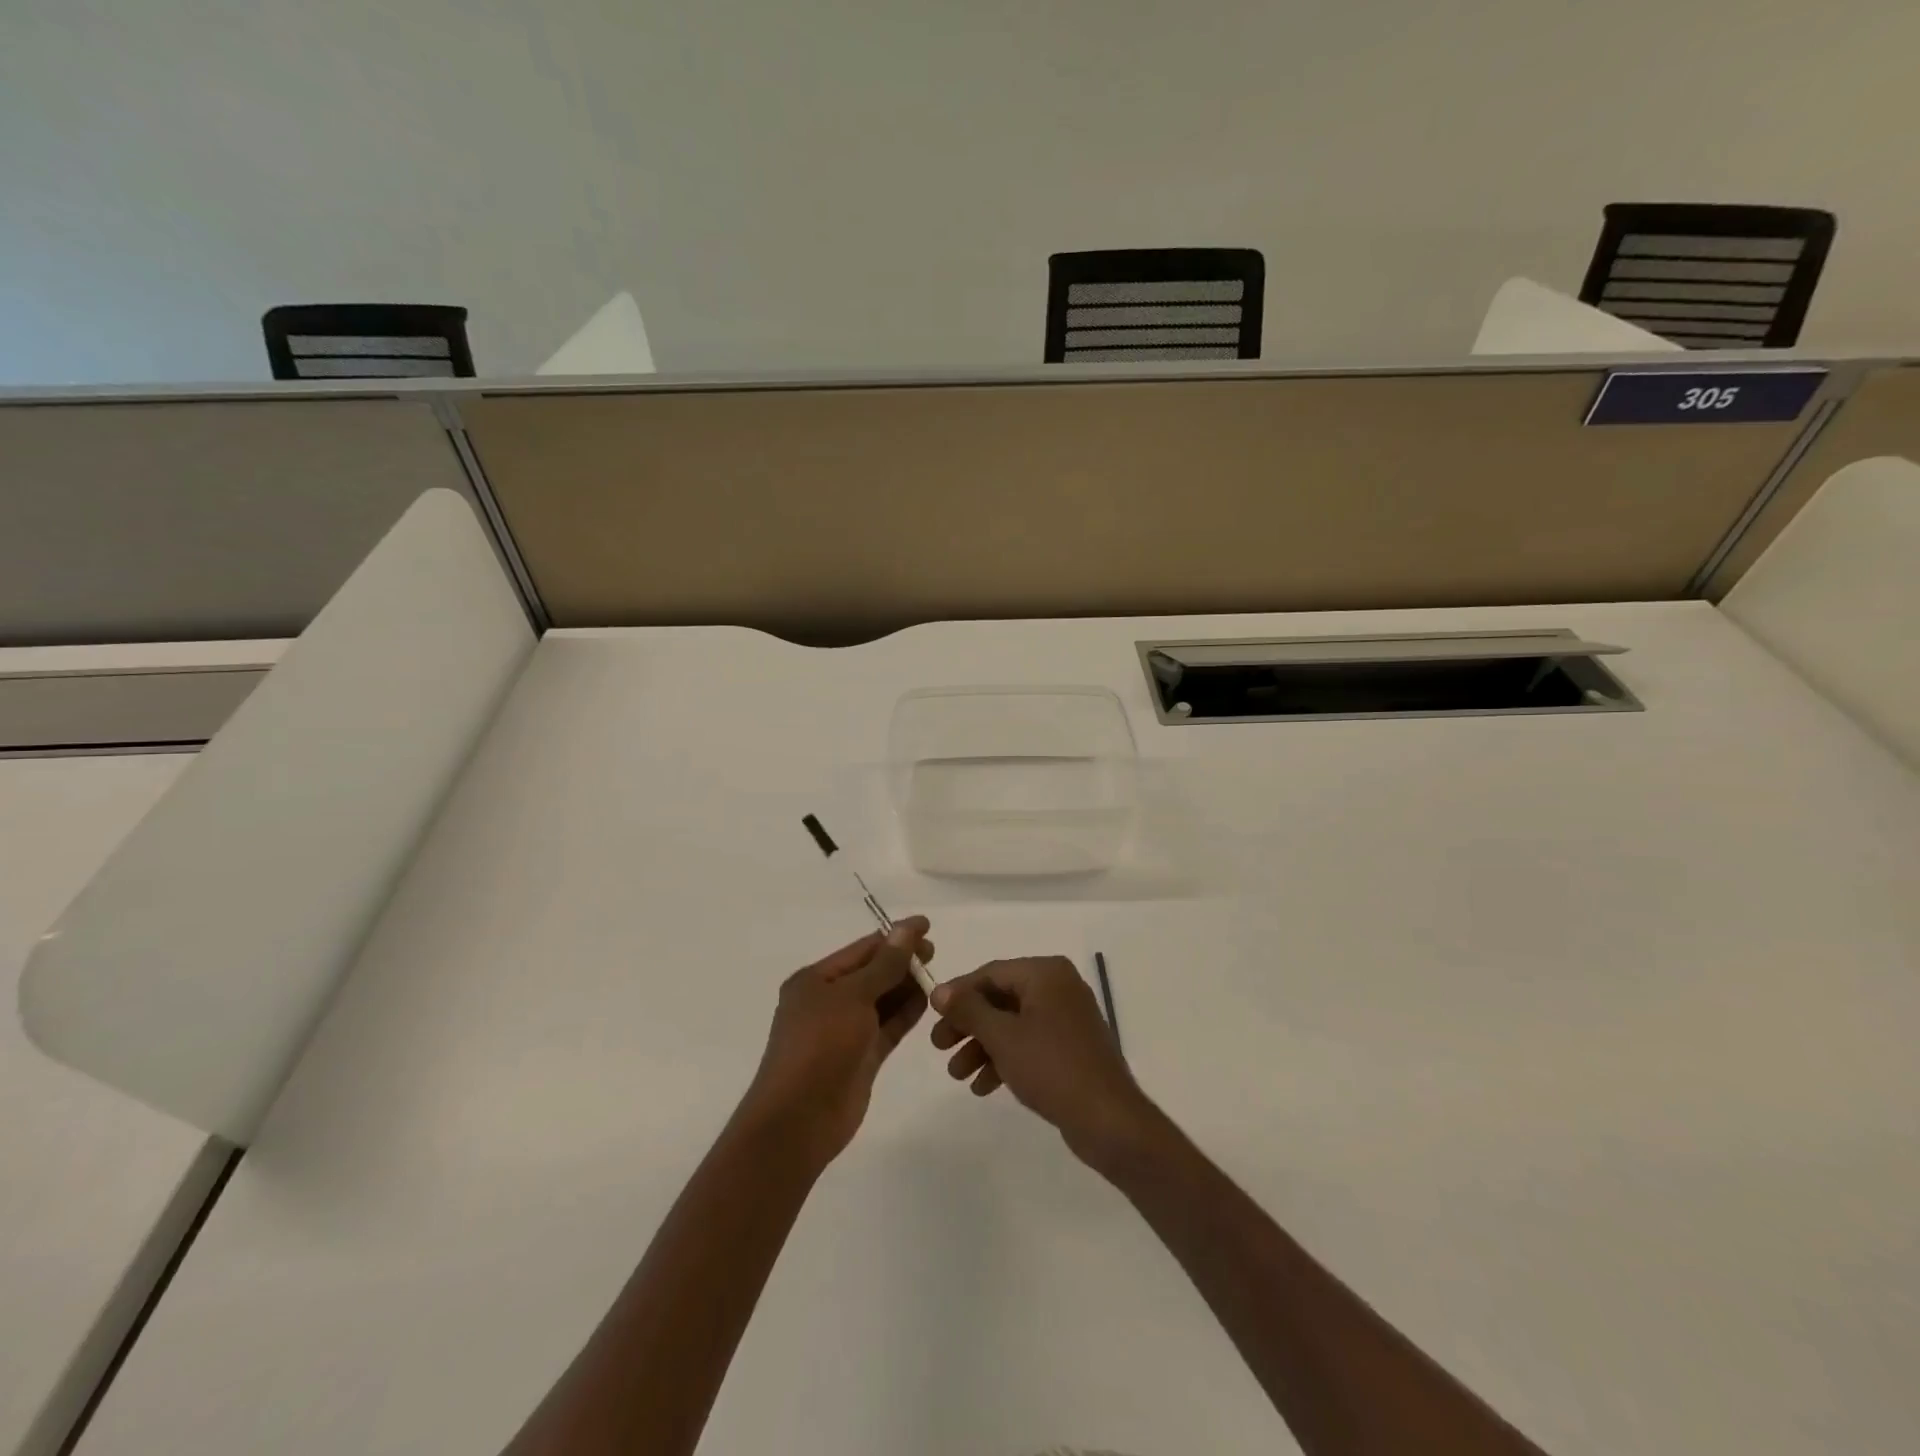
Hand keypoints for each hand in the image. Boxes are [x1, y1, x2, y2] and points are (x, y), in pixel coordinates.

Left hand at [738, 919, 932, 1166]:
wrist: (799, 1120)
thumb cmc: (820, 1045)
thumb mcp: (853, 996)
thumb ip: (885, 964)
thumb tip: (908, 928)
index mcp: (815, 980)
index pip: (861, 950)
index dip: (894, 937)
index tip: (927, 926)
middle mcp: (828, 1001)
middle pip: (872, 973)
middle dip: (902, 961)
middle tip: (936, 952)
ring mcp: (845, 1031)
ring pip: (881, 1001)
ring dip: (906, 987)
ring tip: (938, 974)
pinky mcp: (861, 1057)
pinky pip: (887, 1027)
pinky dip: (905, 1013)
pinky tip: (929, 1001)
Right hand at [929, 957, 1157, 1166]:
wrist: (1109, 1120)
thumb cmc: (1052, 1067)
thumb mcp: (1003, 1036)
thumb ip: (969, 1009)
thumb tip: (939, 990)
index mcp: (1046, 973)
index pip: (991, 973)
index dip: (958, 993)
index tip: (931, 1014)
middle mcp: (1059, 987)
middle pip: (1001, 998)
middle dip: (968, 1024)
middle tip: (938, 1046)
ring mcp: (1067, 1018)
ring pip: (1013, 1024)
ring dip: (982, 1046)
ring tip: (956, 1075)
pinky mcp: (1071, 1047)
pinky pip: (1029, 1043)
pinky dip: (1005, 1059)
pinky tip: (983, 1086)